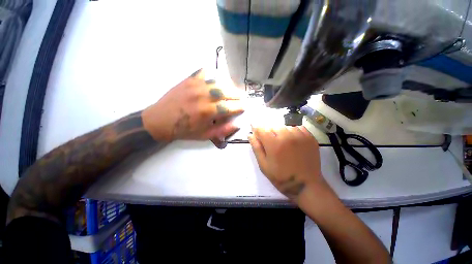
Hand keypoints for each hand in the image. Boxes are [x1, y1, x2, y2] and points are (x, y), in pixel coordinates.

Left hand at [142, 69, 243, 141]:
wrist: (160, 120)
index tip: (244, 107)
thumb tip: (237, 124)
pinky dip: (213, 75)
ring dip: (228, 86)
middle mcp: (203, 96)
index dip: (239, 107)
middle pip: (226, 92)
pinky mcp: (189, 79)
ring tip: (232, 90)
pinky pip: (204, 72)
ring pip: (218, 82)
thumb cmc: (184, 130)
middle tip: (241, 97)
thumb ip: (222, 130)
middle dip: (237, 95)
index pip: (229, 107)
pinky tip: (215, 80)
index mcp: (207, 112)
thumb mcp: (204, 135)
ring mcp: (196, 85)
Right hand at [248, 126, 329, 200]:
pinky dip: (292, 132)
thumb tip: (250, 135)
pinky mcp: (310, 137)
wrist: (306, 185)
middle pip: (273, 126)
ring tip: (282, 142)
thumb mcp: (264, 165)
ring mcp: (300, 136)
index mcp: (274, 144)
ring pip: (285, 126)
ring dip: (280, 132)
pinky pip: (297, 128)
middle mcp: (287, 136)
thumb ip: (256, 148)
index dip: (256, 128)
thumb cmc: (281, 177)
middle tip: (271, 142)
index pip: (261, 129)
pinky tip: (292, 141)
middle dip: (268, 132)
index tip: (254, 128)